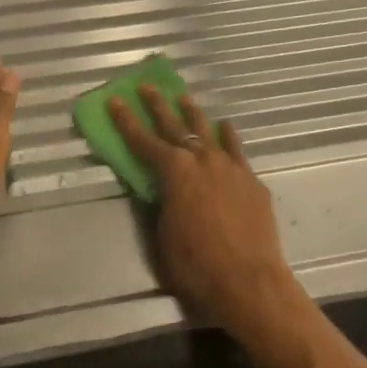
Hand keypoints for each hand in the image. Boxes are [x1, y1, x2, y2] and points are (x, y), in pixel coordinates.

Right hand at [107, 85, 303, 333]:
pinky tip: (225, 127)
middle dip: (158, 105)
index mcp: (174, 172)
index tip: (115, 99)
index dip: (126, 120)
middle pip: (175, 126)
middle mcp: (201, 160)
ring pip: (208, 132)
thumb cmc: (196, 266)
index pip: (143, 141)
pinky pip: (236, 150)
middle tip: (147, 86)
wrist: (250, 282)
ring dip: (193, 114)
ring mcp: (230, 167)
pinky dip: (227, 137)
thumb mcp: (163, 237)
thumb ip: (160, 206)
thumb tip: (160, 191)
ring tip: (184, 98)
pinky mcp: (251, 180)